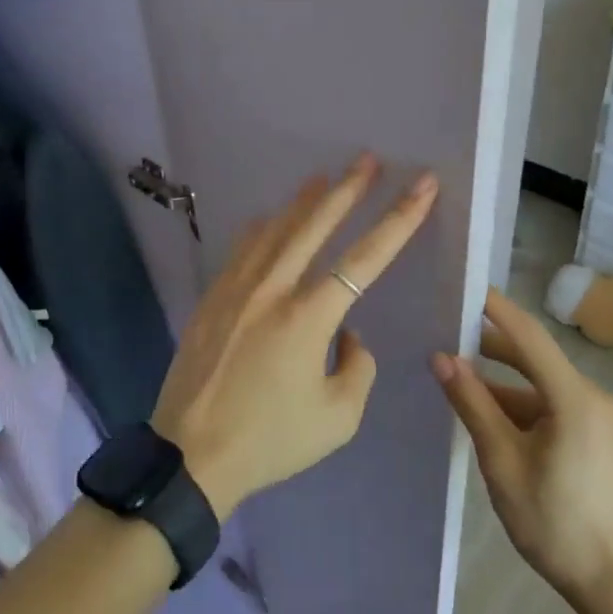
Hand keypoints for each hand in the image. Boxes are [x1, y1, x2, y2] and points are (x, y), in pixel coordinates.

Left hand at [152, 155, 438, 518]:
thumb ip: (356, 367)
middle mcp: (273, 290)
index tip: (421, 186)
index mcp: (308, 318)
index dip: (399, 219)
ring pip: (276, 229)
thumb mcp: (337, 418)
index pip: (365, 258)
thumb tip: (347, 333)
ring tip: (323, 177)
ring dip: (303, 201)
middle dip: (347, 189)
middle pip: (315, 225)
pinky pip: (243, 249)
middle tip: (368, 159)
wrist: (191, 454)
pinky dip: (262, 229)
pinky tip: (269, 219)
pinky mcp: (212, 297)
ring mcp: (237, 289)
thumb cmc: (270, 440)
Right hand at [432, 288, 612, 606]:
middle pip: (537, 359)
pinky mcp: (606, 436)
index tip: (466, 289)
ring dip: (507, 385)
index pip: (529, 336)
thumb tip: (441, 358)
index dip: (496, 309)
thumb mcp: (502, 461)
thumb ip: (472, 403)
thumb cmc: (554, 523)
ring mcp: (606, 418)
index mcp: (575, 398)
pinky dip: (527, 406)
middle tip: (449, 340)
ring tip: (463, 385)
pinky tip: (496, 419)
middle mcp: (597, 397)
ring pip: (546, 386)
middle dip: (492, 350)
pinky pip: (559, 405)